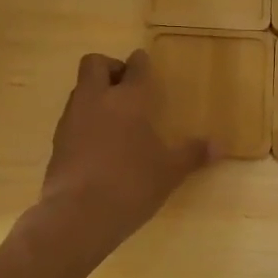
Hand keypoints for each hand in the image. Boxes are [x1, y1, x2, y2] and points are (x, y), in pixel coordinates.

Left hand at [38, 50, 211, 248]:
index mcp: (128, 99)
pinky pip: (72, 118)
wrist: (77, 215)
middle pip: (95, 64)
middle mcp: (96, 100)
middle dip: (110, 68)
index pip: (135, 66)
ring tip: (115, 118)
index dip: (141, 62)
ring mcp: (72, 119)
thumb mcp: (169, 172)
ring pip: (80, 90)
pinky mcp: (57, 142)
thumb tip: (220, 146)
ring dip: (95, 94)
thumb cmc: (131, 184)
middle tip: (126, 87)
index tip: (145, 63)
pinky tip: (98, 144)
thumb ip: (192, 155)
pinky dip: (84, 121)